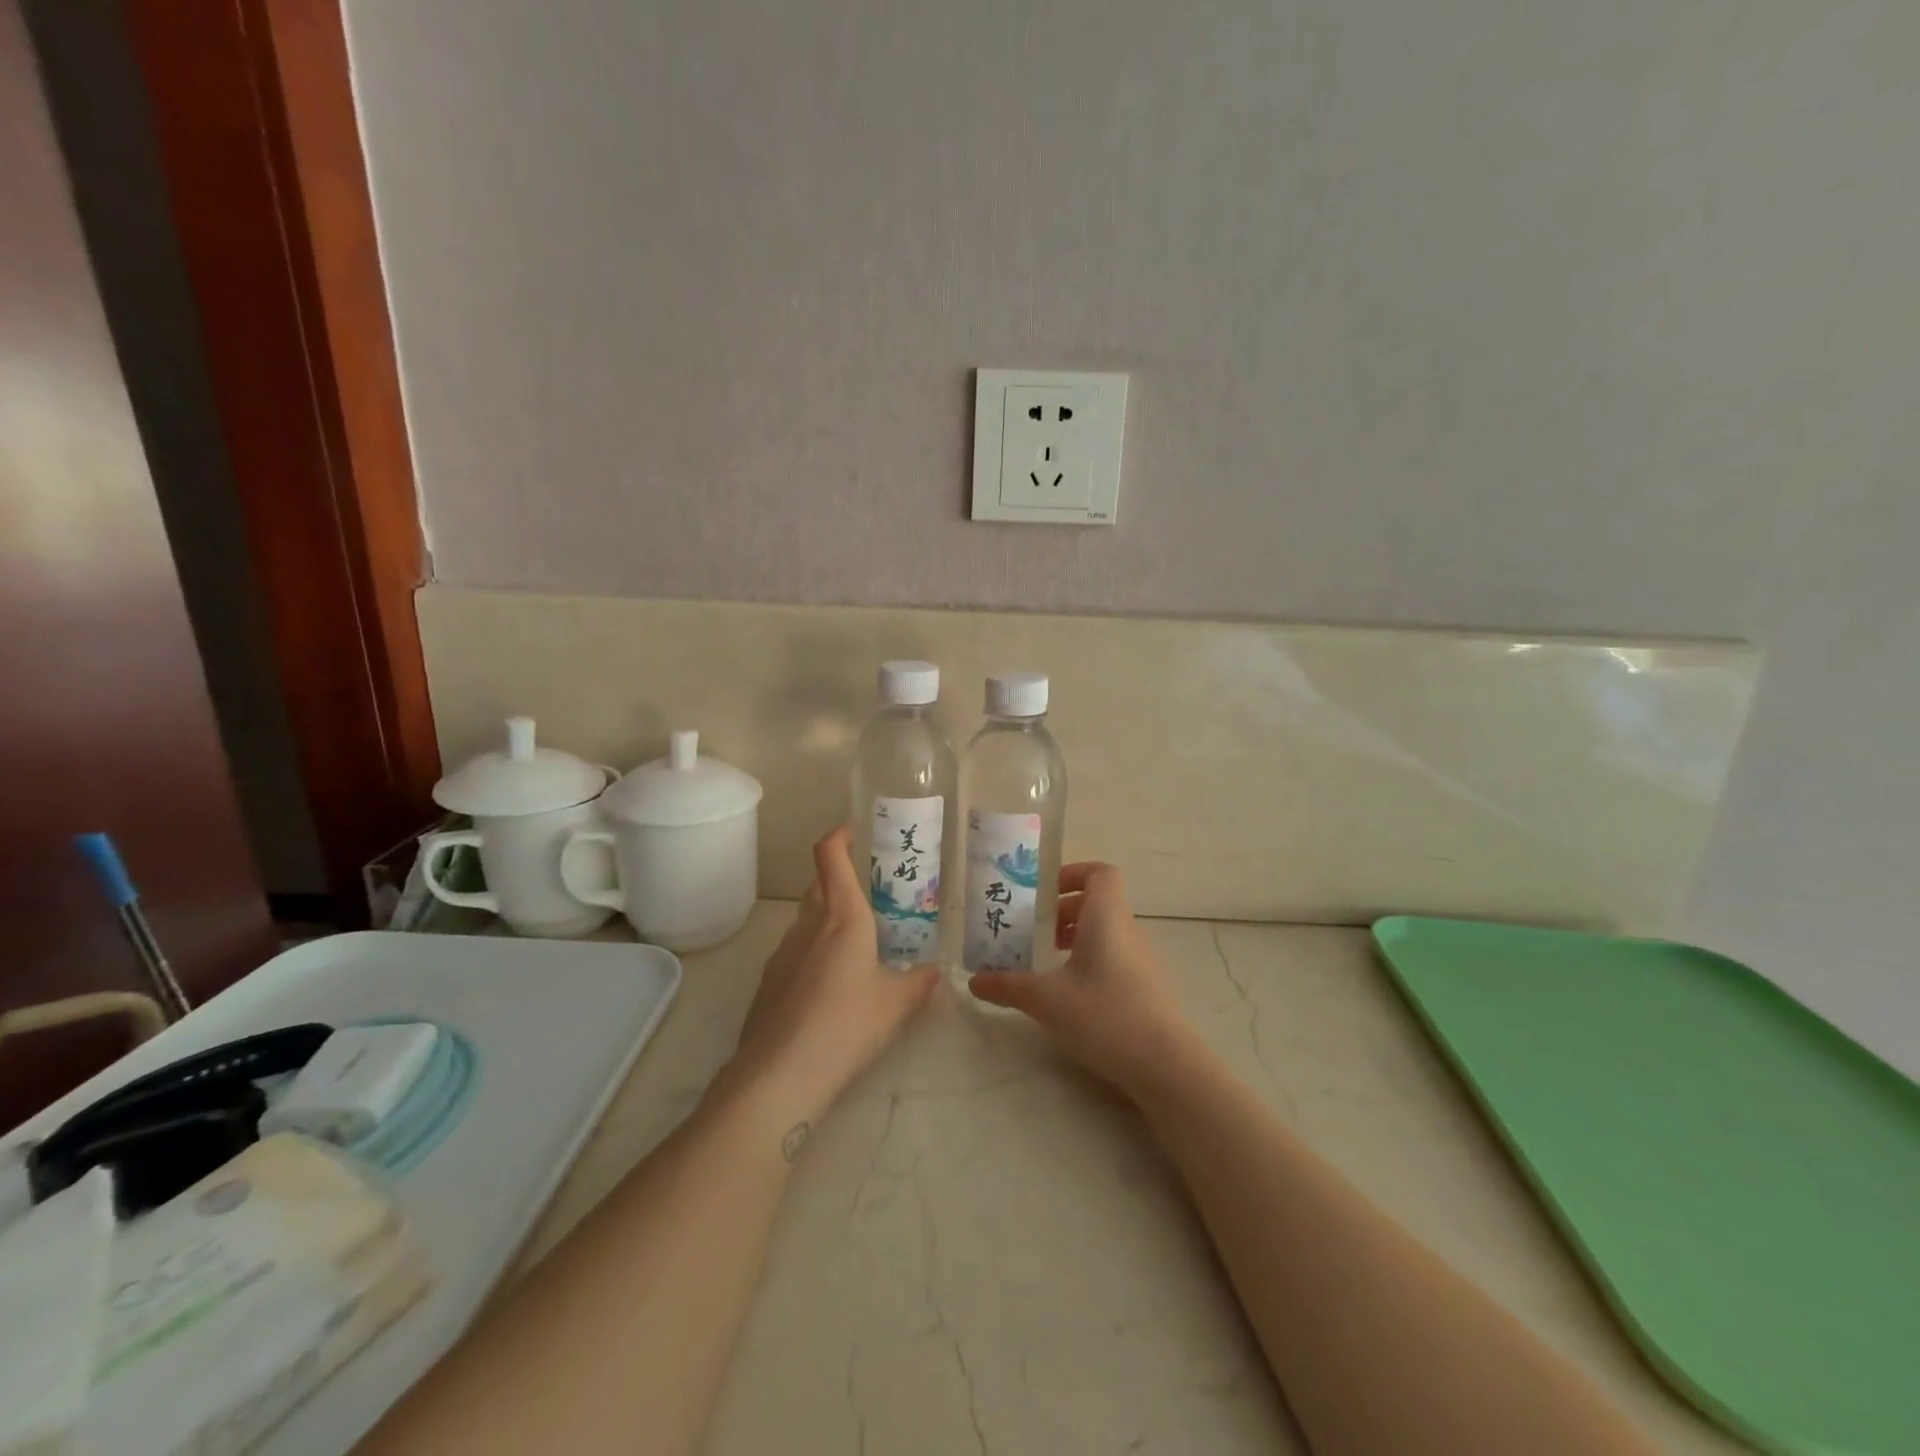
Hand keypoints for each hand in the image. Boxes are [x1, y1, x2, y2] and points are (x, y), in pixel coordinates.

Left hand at [722, 827, 938, 1130]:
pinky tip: (828, 987)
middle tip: (867, 897)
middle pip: (818, 885)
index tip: (851, 833)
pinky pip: (794, 952)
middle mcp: (809, 924)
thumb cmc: (847, 1024)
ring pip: (805, 920)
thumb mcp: (896, 1004)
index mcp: (842, 916)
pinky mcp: (768, 981)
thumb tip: (935, 971)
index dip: (838, 837)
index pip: (829, 856)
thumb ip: (919, 982)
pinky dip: (812, 953)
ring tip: (853, 947)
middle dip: (838, 880)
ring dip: (825, 920)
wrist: (780, 1073)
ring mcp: (782, 952)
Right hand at [968, 862, 1196, 1097]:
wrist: (1165, 1064)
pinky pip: (1114, 955)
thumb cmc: (1105, 1014)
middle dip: (1062, 910)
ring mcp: (1141, 959)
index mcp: (1106, 917)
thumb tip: (974, 981)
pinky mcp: (1146, 986)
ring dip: (1075, 936)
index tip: (1043, 893)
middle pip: (1097, 902)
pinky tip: (1069, 991)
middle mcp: (1127, 929)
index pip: (1100, 873)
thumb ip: (1008, 986)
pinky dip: (1089, 959)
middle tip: (1031, 929)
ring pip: (1105, 930)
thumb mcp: (1047, 1000)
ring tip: (1045, 959)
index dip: (1073, 874)